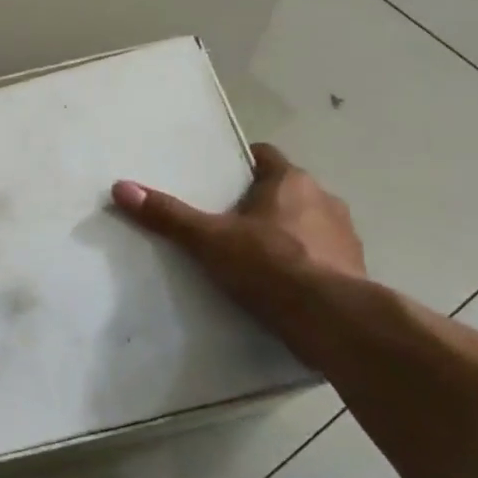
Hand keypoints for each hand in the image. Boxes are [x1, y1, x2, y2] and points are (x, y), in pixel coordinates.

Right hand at [112, 144, 364, 316]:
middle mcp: (325, 200)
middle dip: (260, 203)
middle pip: (286, 191)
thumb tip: (122, 187)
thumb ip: (168, 215)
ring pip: (308, 223)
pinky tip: (281, 285)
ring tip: (253, 256)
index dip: (242, 165)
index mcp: (291, 182)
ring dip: (286, 233)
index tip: (220, 179)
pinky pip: (322, 257)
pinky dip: (304, 264)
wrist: (334, 320)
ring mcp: (345, 236)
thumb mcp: (209, 240)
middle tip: (226, 220)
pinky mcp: (355, 271)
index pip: (265, 156)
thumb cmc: (270, 265)